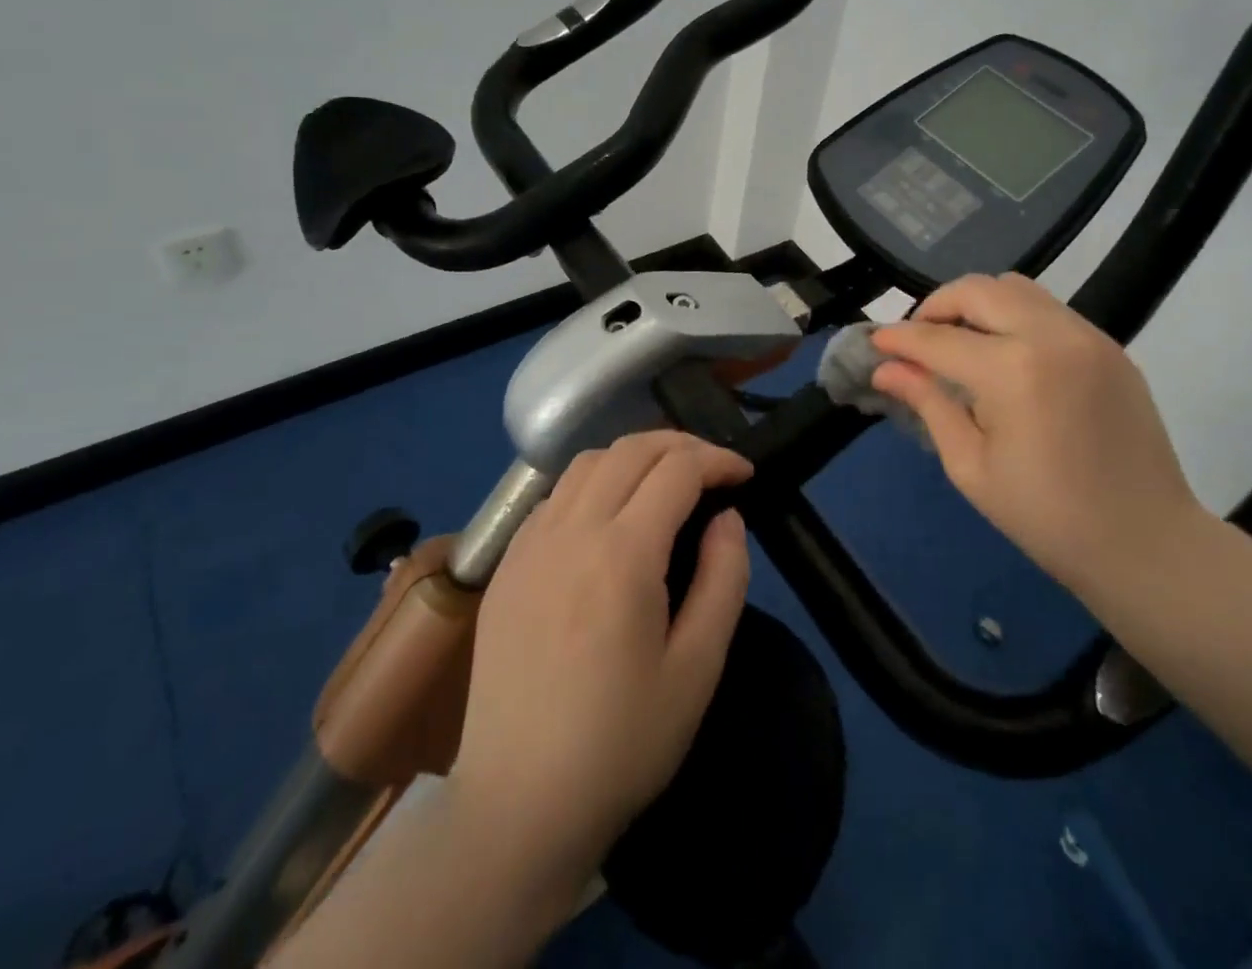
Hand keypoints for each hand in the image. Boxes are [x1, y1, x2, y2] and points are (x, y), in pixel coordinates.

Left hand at [449, 431, 752, 894]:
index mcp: (621, 554)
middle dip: (681, 444)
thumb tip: (727, 517)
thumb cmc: (621, 743)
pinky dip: (594, 482)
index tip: (746, 474)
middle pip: (631, 448)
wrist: (518, 807)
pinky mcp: (505, 565)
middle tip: (714, 469)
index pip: (677, 469)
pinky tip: (611, 517)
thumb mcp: (698, 668)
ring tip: (666, 483)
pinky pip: (555, 495)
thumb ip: (723, 578)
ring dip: (635, 456)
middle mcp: (570, 531)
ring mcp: (528, 544)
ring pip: (588, 462)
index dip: (719, 459)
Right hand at [871, 273, 1199, 596]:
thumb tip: (886, 369)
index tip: (873, 342)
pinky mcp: (1109, 345)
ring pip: (1015, 288)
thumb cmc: (1047, 517)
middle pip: (978, 289)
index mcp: (1013, 372)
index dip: (899, 338)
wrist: (1146, 543)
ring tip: (960, 341)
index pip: (939, 338)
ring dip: (976, 304)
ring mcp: (1087, 336)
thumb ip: (928, 404)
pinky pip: (1048, 309)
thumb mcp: (970, 466)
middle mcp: (1051, 336)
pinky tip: (1005, 355)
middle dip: (936, 306)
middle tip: (916, 339)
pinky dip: (1013, 316)